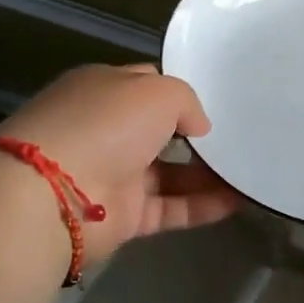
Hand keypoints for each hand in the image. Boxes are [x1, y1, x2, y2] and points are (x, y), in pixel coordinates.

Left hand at [0, 64, 239, 266]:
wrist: (52, 193)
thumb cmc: (105, 124)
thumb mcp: (157, 90)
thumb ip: (187, 102)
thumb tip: (199, 128)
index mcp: (104, 90)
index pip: (148, 85)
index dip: (181, 92)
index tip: (219, 100)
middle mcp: (106, 130)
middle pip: (161, 131)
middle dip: (198, 136)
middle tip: (241, 136)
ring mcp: (113, 175)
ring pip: (170, 173)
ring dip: (208, 174)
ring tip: (251, 170)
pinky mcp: (122, 217)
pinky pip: (171, 208)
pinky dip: (203, 206)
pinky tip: (239, 201)